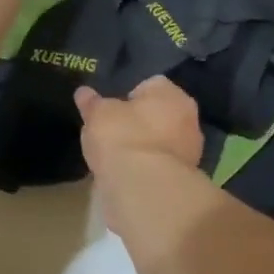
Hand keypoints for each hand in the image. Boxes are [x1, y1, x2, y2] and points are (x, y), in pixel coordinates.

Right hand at [76, 76, 204, 175]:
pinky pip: (160, 164)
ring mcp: (190, 150)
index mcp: (172, 94)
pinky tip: (128, 174)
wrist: (144, 188)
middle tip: (114, 132)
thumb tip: (83, 93)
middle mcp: (189, 118)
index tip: (112, 110)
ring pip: (162, 141)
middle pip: (160, 114)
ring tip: (118, 157)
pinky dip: (147, 168)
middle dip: (141, 121)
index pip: (151, 85)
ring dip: (145, 146)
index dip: (128, 96)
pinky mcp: (184, 178)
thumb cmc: (122, 137)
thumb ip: (92, 103)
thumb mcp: (98, 114)